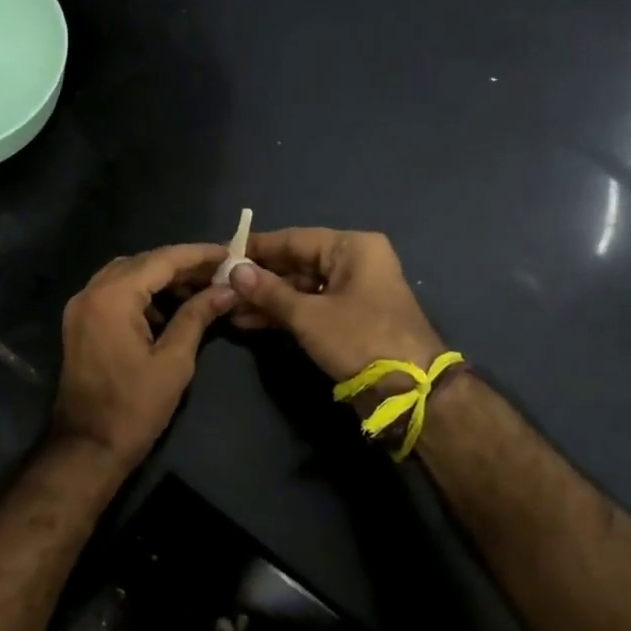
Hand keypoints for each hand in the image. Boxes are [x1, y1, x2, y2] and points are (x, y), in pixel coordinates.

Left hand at [52, 243, 236, 473]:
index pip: (161, 260)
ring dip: (161, 279)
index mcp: (112, 297)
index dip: (197, 255)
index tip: (228, 253)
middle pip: (142, 263)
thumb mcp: (174, 361)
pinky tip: (170, 309)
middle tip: (219, 273)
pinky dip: (142, 294)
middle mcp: (91, 292)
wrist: (87, 448)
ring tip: (200, 289)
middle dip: (181, 265)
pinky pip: (114, 294)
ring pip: (127, 276)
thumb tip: (226, 290)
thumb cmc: (134, 407)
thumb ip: (197, 317)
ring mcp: (80, 307)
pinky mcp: (80, 323)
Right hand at [228, 228, 445, 382]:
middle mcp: (354, 262)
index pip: (294, 239)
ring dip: (267, 299)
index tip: (222, 253)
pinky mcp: (349, 319)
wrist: (410, 391)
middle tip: (220, 285)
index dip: (257, 248)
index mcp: (352, 248)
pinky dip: (283, 314)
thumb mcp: (308, 316)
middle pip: (297, 263)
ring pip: (300, 288)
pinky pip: (309, 307)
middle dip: (259, 278)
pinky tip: (250, 322)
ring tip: (229, 308)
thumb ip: (269, 292)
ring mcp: (352, 292)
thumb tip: (235, 271)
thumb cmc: (360, 339)